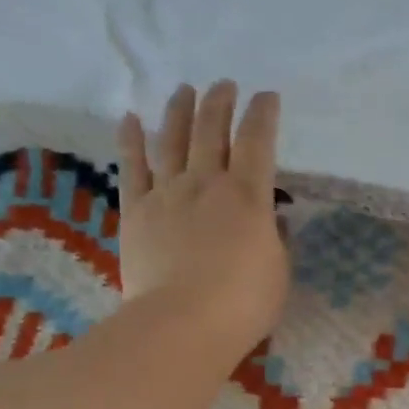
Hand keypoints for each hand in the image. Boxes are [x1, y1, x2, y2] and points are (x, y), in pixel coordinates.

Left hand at [116, 81, 288, 360]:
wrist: (183, 323)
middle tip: (225, 85)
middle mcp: (206, 183)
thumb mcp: (278, 270)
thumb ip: (274, 238)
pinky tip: (130, 118)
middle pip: (211, 131)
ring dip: (179, 111)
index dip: (263, 115)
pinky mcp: (137, 212)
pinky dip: (131, 140)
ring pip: (172, 140)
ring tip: (184, 89)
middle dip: (220, 103)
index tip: (267, 96)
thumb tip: (270, 219)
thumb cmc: (243, 302)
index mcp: (248, 196)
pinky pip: (132, 168)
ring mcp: (167, 194)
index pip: (258, 142)